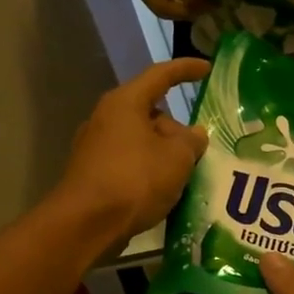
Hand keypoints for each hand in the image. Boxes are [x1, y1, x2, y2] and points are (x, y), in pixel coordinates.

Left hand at [54, 59, 209, 245]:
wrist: (86, 224)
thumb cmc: (135, 179)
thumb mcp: (177, 157)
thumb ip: (192, 140)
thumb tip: (193, 134)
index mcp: (125, 103)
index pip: (161, 75)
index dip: (186, 70)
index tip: (207, 69)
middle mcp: (106, 118)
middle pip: (151, 113)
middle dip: (177, 129)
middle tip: (200, 149)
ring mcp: (96, 147)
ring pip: (142, 141)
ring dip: (165, 153)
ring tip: (188, 174)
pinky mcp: (93, 174)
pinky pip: (131, 163)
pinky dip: (150, 171)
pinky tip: (165, 192)